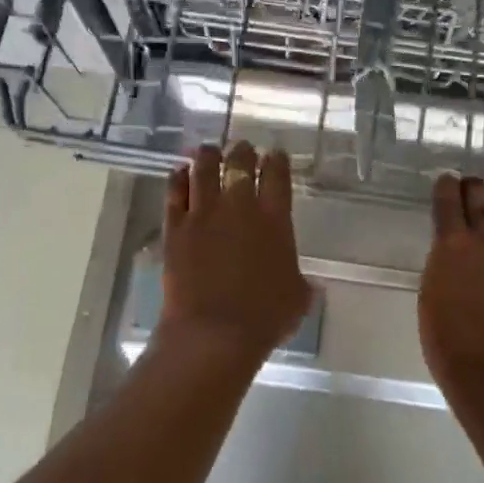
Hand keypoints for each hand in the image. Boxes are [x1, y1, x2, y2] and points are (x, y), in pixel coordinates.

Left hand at [158, 142, 312, 368]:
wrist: (214, 333)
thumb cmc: (265, 317)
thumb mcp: (298, 297)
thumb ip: (301, 281)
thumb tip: (309, 282)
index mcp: (275, 218)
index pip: (277, 174)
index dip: (277, 160)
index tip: (276, 155)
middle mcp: (239, 206)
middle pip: (239, 163)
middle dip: (242, 152)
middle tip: (243, 149)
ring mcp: (203, 214)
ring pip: (204, 169)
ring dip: (207, 156)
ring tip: (208, 150)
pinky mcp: (175, 228)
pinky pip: (175, 192)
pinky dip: (178, 178)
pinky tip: (180, 172)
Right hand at [419, 175, 483, 391]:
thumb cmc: (449, 343)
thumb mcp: (430, 296)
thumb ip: (442, 265)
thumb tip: (452, 252)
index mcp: (451, 245)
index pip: (448, 200)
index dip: (446, 186)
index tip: (445, 180)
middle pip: (481, 197)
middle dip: (473, 187)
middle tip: (469, 186)